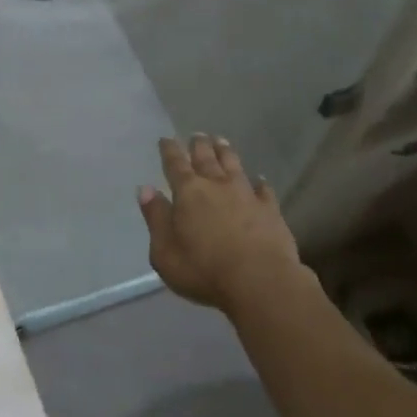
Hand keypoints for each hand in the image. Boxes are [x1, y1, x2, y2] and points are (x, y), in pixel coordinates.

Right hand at [138, 134, 303, 314]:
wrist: (260, 282)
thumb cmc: (204, 270)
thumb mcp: (165, 251)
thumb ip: (156, 218)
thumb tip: (145, 189)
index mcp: (188, 192)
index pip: (175, 164)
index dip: (170, 150)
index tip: (166, 138)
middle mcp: (216, 185)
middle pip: (206, 157)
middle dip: (199, 145)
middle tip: (197, 135)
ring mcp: (246, 195)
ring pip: (234, 165)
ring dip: (226, 152)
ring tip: (221, 141)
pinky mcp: (270, 210)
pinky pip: (264, 190)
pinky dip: (260, 182)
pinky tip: (260, 179)